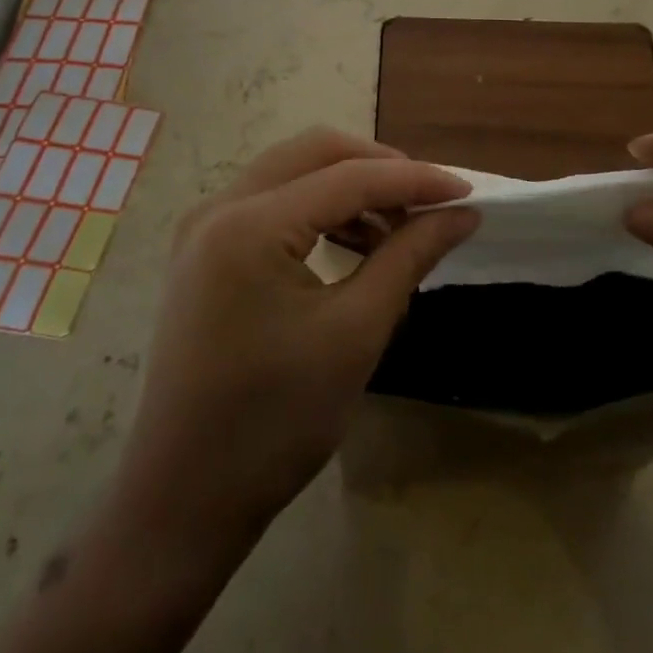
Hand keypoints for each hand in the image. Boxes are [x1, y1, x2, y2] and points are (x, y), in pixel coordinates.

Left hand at [106, 129, 477, 574]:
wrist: (185, 499)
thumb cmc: (276, 422)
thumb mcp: (356, 332)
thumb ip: (410, 256)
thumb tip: (462, 214)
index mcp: (249, 225)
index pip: (349, 177)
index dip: (415, 180)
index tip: (468, 193)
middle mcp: (218, 208)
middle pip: (314, 153)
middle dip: (379, 168)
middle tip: (430, 201)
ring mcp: (204, 228)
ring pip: (293, 173)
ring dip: (350, 188)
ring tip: (398, 229)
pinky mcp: (204, 252)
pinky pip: (272, 203)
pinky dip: (320, 211)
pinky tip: (356, 244)